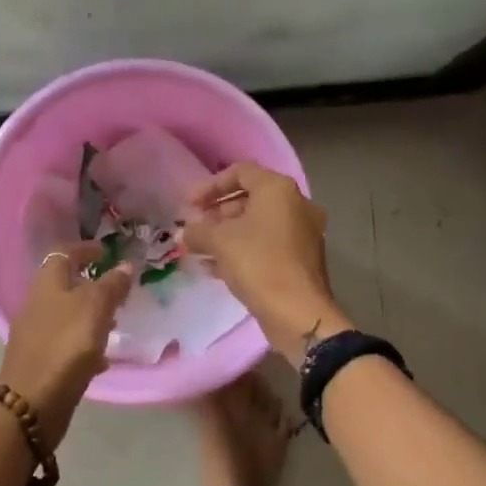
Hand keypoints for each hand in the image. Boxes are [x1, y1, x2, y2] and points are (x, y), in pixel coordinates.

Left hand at [0, 243, 134, 445]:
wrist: (31, 404)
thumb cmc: (66, 346)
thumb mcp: (95, 308)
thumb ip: (112, 286)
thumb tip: (125, 265)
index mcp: (46, 284)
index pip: (63, 253)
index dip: (84, 248)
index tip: (106, 251)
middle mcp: (36, 305)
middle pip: (63, 285)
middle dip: (90, 284)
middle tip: (117, 289)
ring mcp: (35, 335)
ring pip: (66, 315)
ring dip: (89, 315)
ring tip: (115, 322)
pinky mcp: (40, 362)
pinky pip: (66, 344)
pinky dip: (84, 344)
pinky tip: (102, 359)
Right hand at [182, 162, 350, 363]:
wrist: (298, 313)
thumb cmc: (258, 264)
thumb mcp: (220, 242)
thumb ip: (197, 231)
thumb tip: (182, 233)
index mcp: (279, 190)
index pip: (241, 172)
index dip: (210, 186)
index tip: (189, 205)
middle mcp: (296, 204)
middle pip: (250, 198)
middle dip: (217, 212)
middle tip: (194, 228)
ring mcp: (303, 233)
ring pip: (258, 225)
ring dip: (227, 233)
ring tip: (200, 248)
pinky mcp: (302, 259)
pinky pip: (267, 245)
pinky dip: (243, 250)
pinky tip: (215, 268)